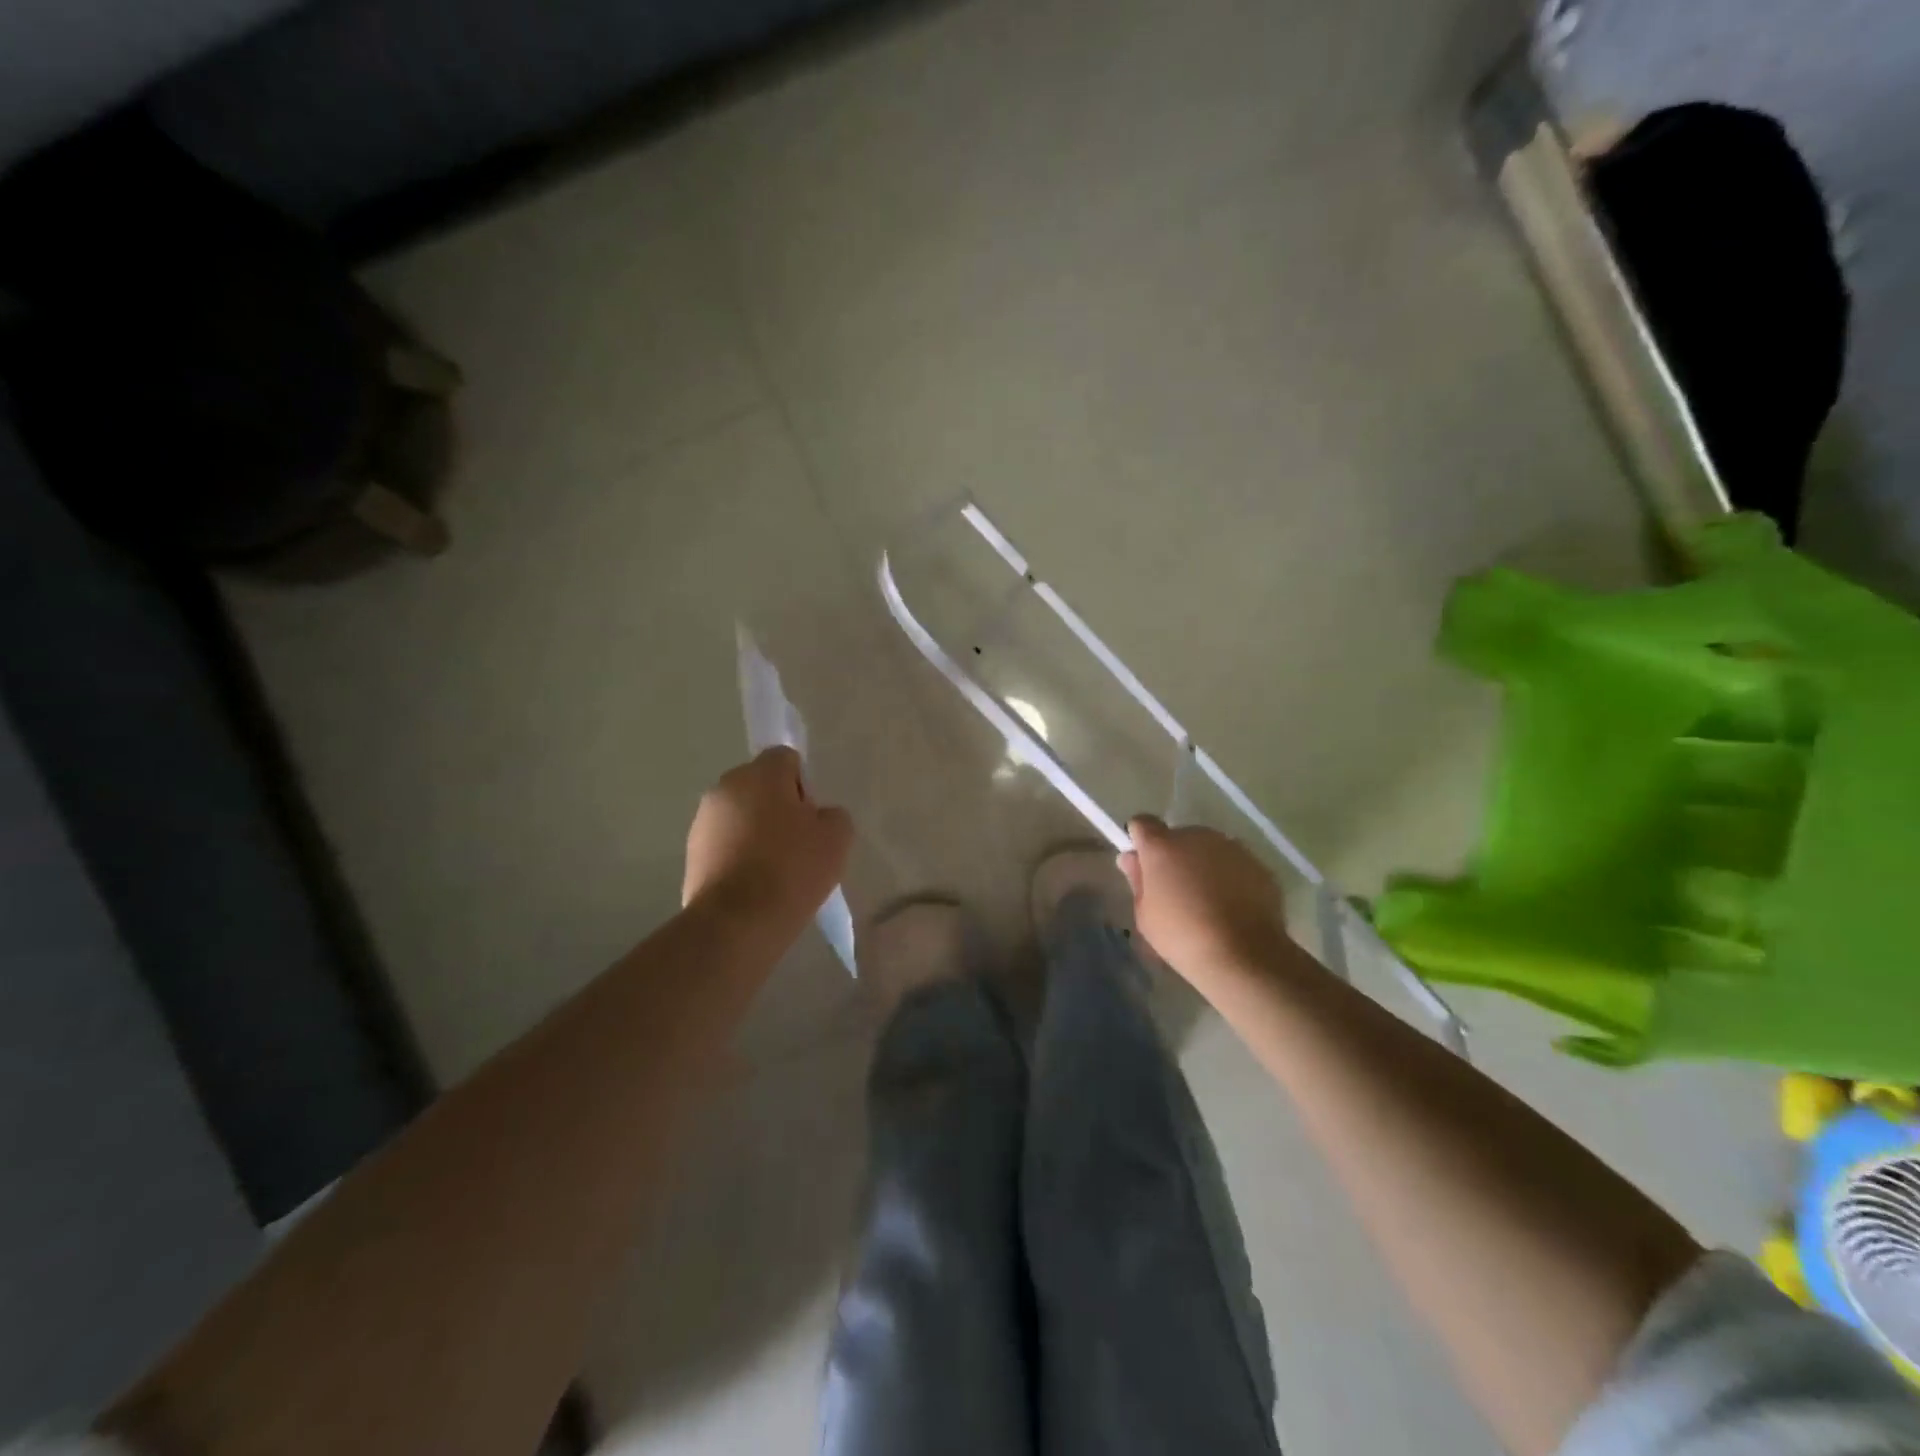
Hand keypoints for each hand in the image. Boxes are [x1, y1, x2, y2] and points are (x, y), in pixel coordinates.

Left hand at [683, 748, 852, 930]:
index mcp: (760, 773)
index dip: (804, 786)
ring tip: (776, 872)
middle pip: (761, 787)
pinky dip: (739, 856)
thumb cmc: (792, 869)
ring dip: (757, 832)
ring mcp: (703, 821)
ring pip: (741, 816)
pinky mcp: (691, 854)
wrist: (737, 924)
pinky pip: (725, 844)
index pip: (786, 759)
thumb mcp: (837, 838)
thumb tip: (816, 817)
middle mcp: (725, 787)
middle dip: (779, 808)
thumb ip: (832, 815)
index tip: (812, 819)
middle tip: (799, 845)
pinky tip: (755, 887)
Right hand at [1119, 815, 1288, 988]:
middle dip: (1175, 856)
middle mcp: (1196, 836)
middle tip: (1178, 891)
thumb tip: (1131, 858)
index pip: (1143, 824)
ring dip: (1204, 865)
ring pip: (1209, 849)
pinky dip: (1230, 878)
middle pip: (1178, 837)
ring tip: (1209, 901)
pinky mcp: (1258, 864)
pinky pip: (1235, 864)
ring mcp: (1231, 847)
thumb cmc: (1182, 937)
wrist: (1243, 955)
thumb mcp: (1145, 915)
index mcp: (1162, 847)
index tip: (1144, 864)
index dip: (1140, 840)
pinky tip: (1233, 907)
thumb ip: (1137, 880)